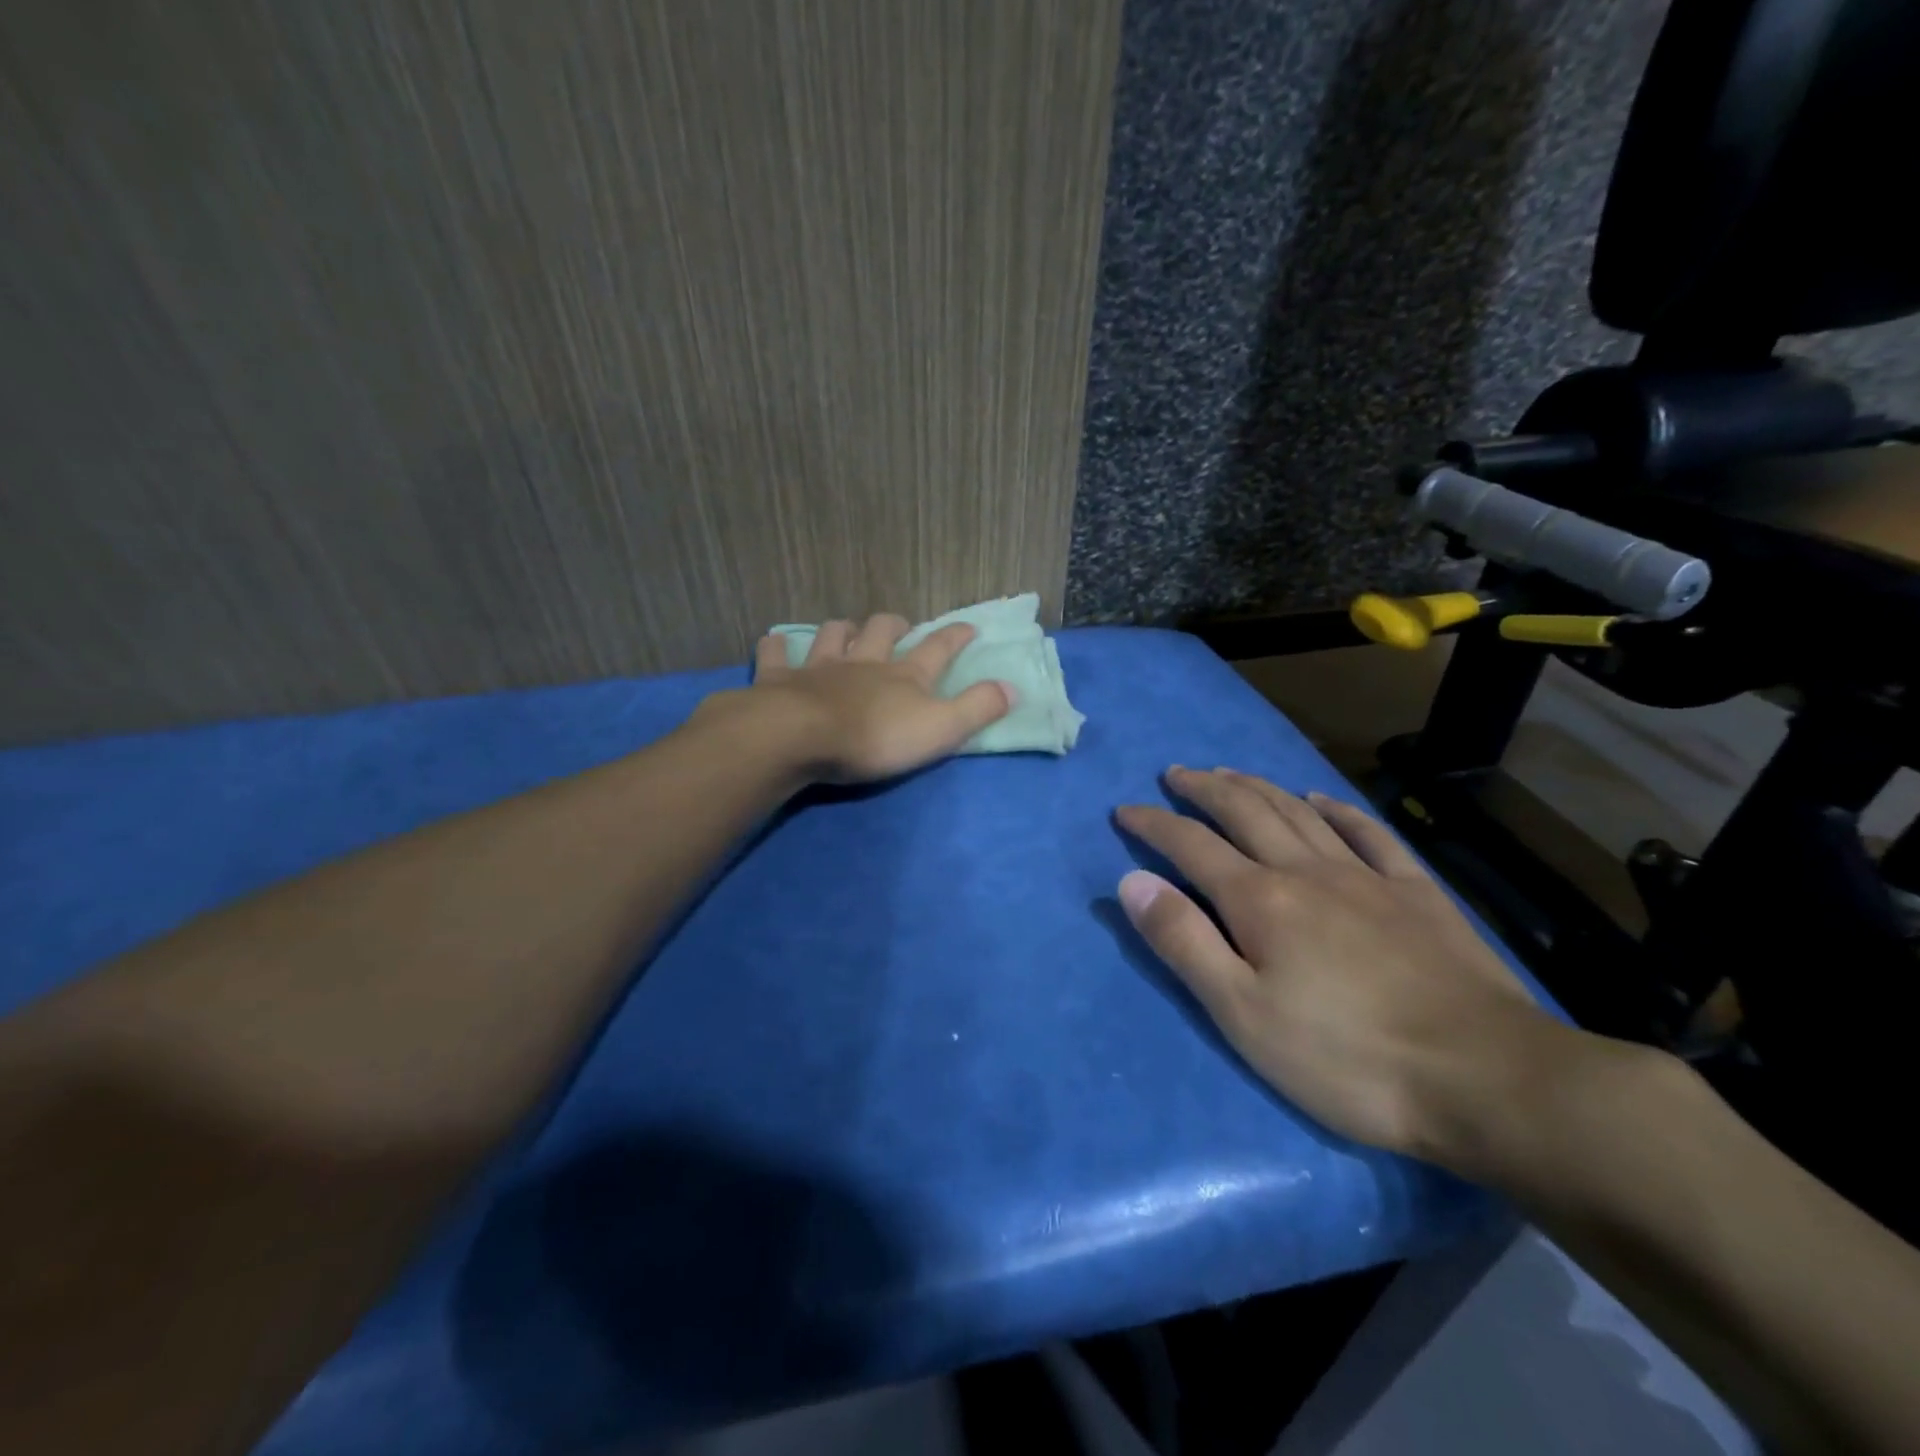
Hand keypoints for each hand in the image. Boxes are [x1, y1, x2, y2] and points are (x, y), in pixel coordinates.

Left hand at [732, 613, 1013, 784]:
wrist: (800, 738)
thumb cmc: (875, 738)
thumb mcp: (940, 729)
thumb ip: (977, 708)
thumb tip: (1013, 687)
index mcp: (904, 676)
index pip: (938, 649)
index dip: (956, 636)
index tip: (970, 625)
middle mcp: (863, 663)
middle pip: (882, 631)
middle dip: (894, 625)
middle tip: (900, 626)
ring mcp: (819, 668)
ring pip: (833, 636)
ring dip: (843, 630)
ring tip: (847, 630)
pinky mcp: (779, 681)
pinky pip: (775, 655)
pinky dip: (777, 647)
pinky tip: (775, 643)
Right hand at [1116, 767, 1576, 1171]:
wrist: (1485, 1078)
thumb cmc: (1346, 1057)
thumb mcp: (1242, 1013)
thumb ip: (1183, 942)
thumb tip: (1132, 882)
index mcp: (1260, 900)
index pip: (1190, 845)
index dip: (1153, 824)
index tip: (1125, 811)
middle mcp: (1306, 871)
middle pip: (1245, 812)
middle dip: (1203, 789)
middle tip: (1176, 774)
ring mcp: (1366, 877)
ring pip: (1299, 812)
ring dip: (1258, 787)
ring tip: (1230, 773)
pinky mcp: (1416, 893)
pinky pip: (1369, 834)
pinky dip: (1338, 810)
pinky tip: (1322, 800)